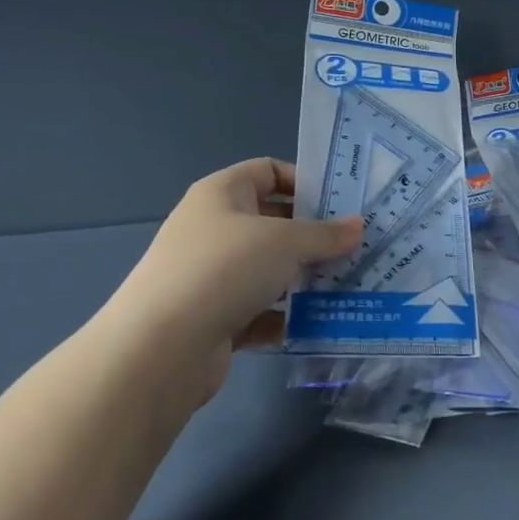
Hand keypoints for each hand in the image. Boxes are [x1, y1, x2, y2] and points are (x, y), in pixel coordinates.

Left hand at [106, 159, 361, 399]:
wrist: (160, 348)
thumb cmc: (225, 269)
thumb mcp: (285, 242)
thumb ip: (325, 234)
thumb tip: (358, 226)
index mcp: (222, 193)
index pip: (268, 171)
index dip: (305, 182)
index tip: (342, 203)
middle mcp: (214, 229)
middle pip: (272, 222)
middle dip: (313, 235)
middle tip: (356, 246)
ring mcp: (212, 276)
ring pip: (268, 269)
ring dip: (304, 278)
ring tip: (348, 284)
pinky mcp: (214, 318)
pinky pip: (259, 310)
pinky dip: (285, 316)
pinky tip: (318, 323)